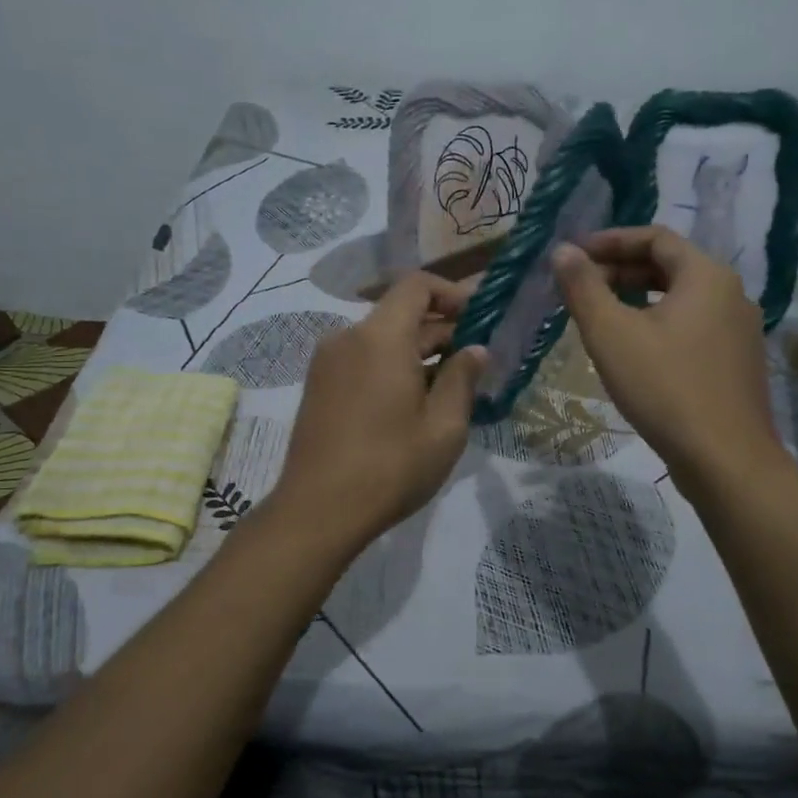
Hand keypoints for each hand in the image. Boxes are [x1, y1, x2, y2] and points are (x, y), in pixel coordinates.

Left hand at [265, 273, 487, 553]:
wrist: (318, 511)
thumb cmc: (391, 467)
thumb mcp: (444, 427)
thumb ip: (462, 378)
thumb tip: (475, 349)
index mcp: (380, 337)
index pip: (417, 286)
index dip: (452, 294)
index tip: (479, 319)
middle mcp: (348, 338)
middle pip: (400, 314)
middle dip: (441, 330)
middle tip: (475, 362)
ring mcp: (328, 362)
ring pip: (381, 340)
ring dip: (417, 353)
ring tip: (449, 389)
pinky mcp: (318, 386)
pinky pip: (363, 361)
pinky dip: (391, 368)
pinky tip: (412, 404)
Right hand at [551, 226, 784, 490]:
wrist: (725, 460)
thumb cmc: (664, 388)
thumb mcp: (611, 334)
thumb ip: (584, 288)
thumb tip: (563, 251)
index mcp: (706, 276)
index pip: (655, 238)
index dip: (611, 241)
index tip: (575, 255)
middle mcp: (731, 294)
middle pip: (671, 266)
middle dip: (622, 271)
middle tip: (582, 286)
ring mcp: (740, 331)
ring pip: (682, 299)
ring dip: (640, 299)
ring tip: (602, 316)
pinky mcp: (737, 363)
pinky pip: (694, 326)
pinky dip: (660, 324)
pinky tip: (635, 351)